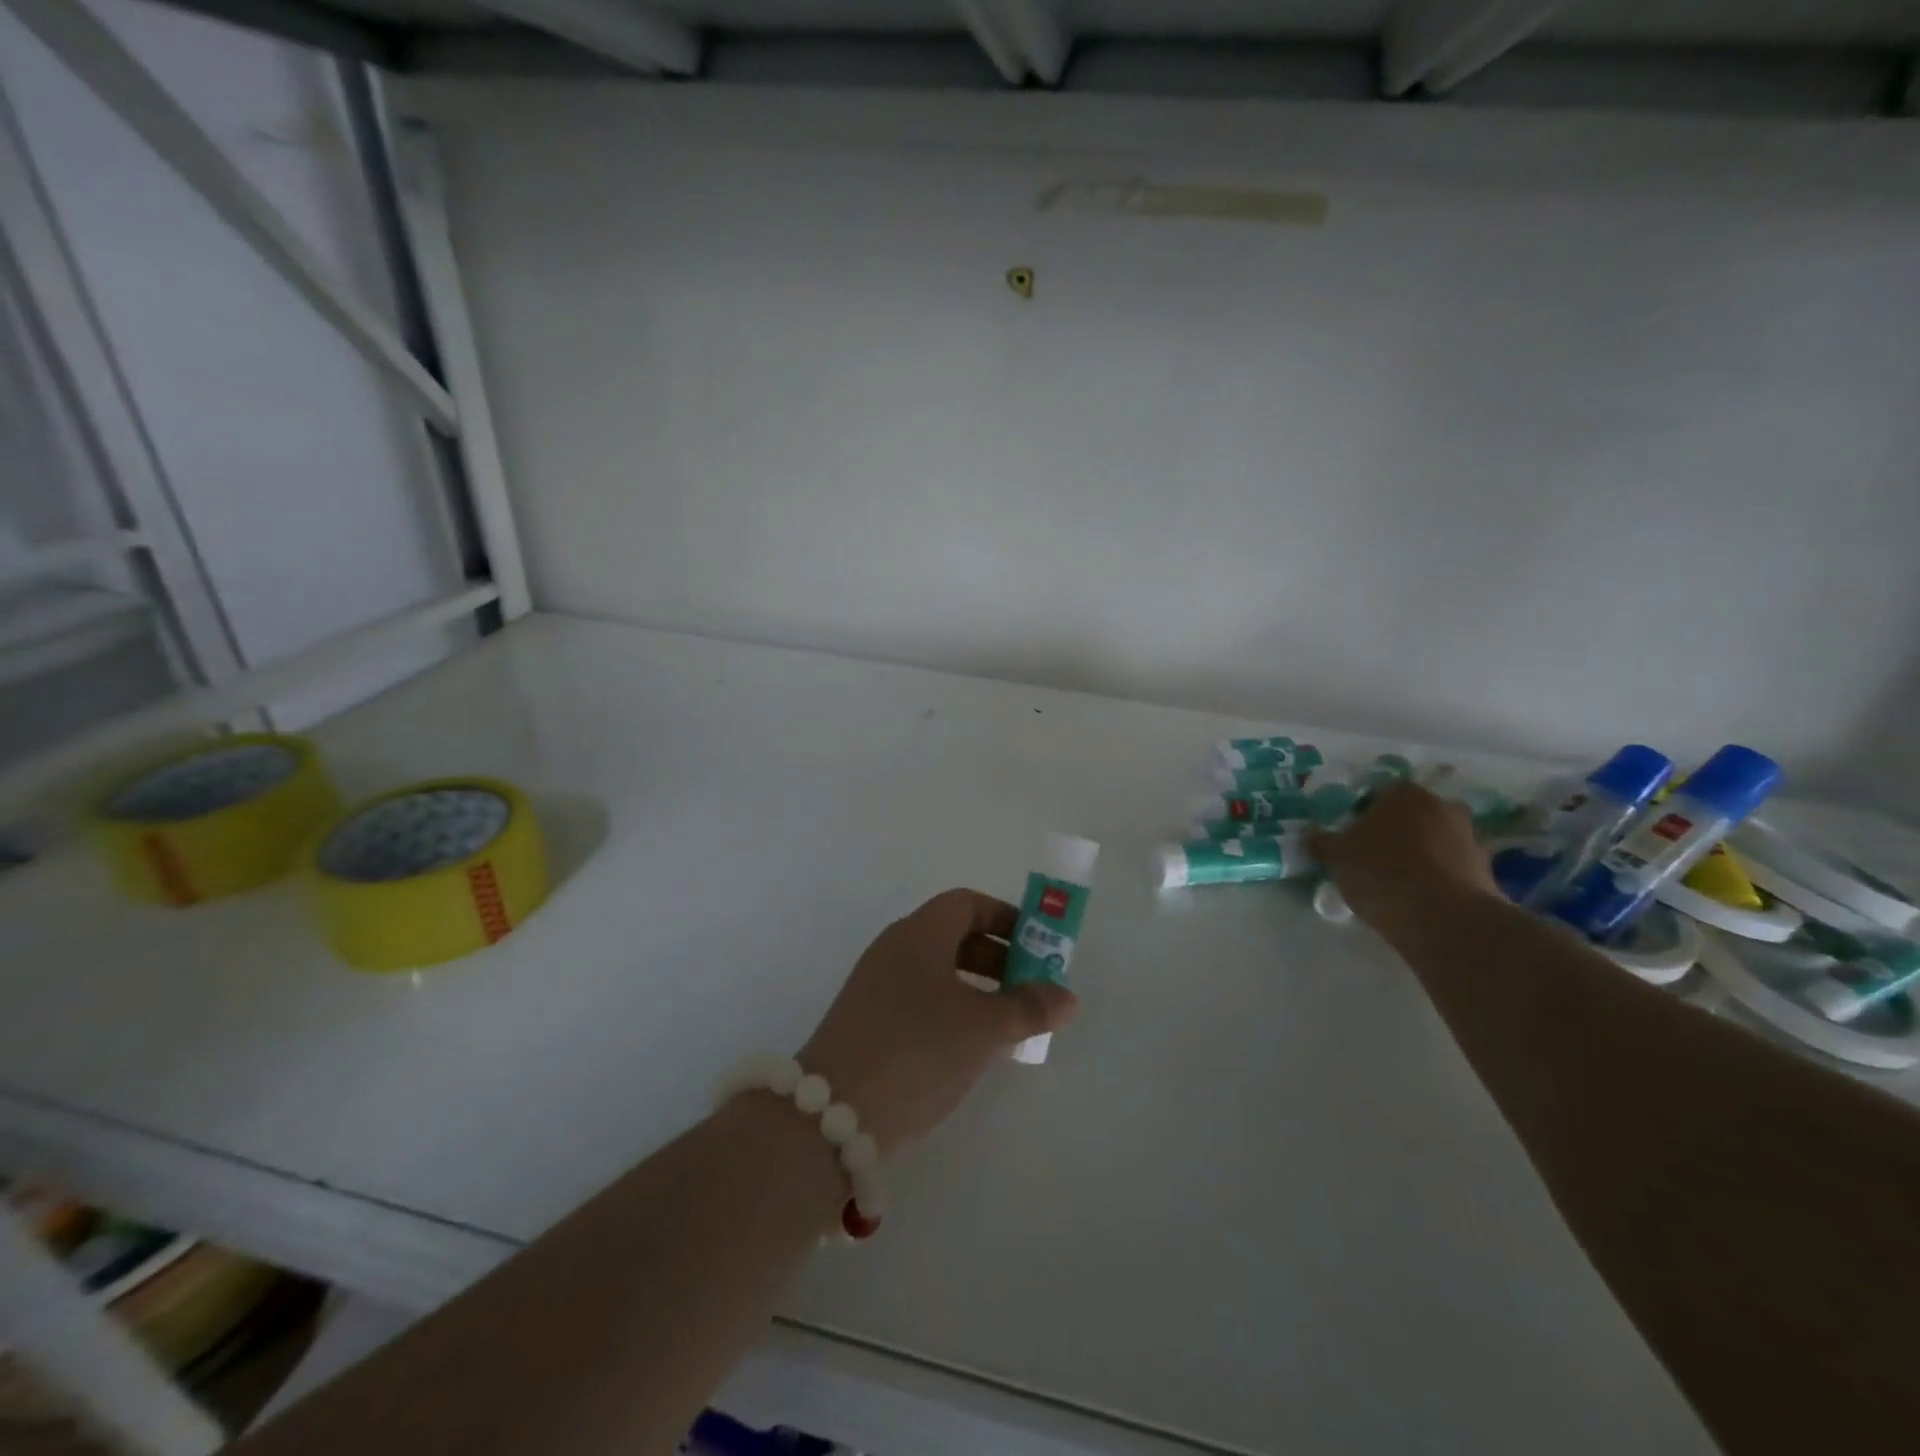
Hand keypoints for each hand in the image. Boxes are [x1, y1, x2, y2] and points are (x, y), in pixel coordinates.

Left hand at [800, 889, 1077, 1157]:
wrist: (833, 1113)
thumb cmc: (917, 1048)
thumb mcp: (982, 1027)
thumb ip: (1028, 1008)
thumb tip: (1066, 997)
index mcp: (918, 933)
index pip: (966, 903)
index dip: (1005, 918)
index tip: (1036, 946)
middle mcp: (894, 950)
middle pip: (953, 936)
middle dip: (997, 958)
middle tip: (1031, 988)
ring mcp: (876, 988)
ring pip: (938, 973)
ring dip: (977, 989)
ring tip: (1009, 1023)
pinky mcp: (868, 1024)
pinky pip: (921, 1002)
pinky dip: (953, 1012)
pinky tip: (971, 1049)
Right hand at [1310, 782, 1500, 932]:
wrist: (1442, 918)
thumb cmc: (1380, 872)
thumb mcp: (1336, 856)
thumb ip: (1323, 842)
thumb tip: (1314, 836)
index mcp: (1404, 793)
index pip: (1376, 794)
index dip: (1360, 815)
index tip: (1349, 838)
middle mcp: (1442, 806)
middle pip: (1410, 815)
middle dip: (1394, 832)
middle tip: (1373, 857)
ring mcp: (1469, 838)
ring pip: (1434, 840)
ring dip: (1418, 855)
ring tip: (1396, 883)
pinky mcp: (1486, 871)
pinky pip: (1451, 868)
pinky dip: (1437, 877)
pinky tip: (1419, 899)